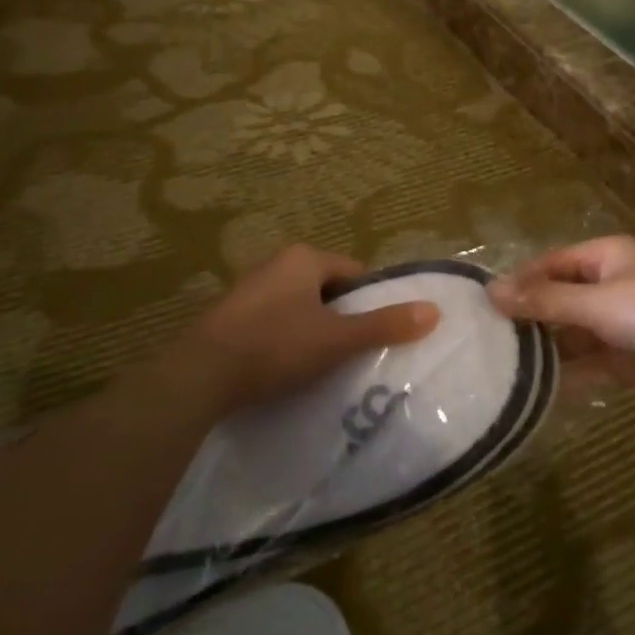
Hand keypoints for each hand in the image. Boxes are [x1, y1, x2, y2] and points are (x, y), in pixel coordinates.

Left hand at [156, 245, 439, 417]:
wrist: (200, 376)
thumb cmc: (275, 346)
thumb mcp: (337, 339)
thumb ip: (385, 325)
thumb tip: (434, 311)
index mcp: (303, 258)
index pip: (354, 272)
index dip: (371, 299)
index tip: (379, 330)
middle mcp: (275, 264)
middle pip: (326, 289)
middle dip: (341, 316)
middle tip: (354, 350)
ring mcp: (248, 290)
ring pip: (298, 307)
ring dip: (312, 329)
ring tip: (324, 364)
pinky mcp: (228, 318)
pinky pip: (272, 322)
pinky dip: (285, 340)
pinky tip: (286, 368)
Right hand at [489, 236, 634, 406]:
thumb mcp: (596, 301)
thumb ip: (544, 300)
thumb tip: (490, 292)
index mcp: (606, 256)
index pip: (552, 263)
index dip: (521, 281)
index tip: (485, 305)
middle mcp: (611, 285)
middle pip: (560, 298)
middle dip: (530, 317)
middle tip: (487, 339)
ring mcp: (621, 323)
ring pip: (574, 333)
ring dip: (547, 347)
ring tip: (503, 366)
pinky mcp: (630, 358)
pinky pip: (590, 362)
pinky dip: (569, 373)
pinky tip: (538, 387)